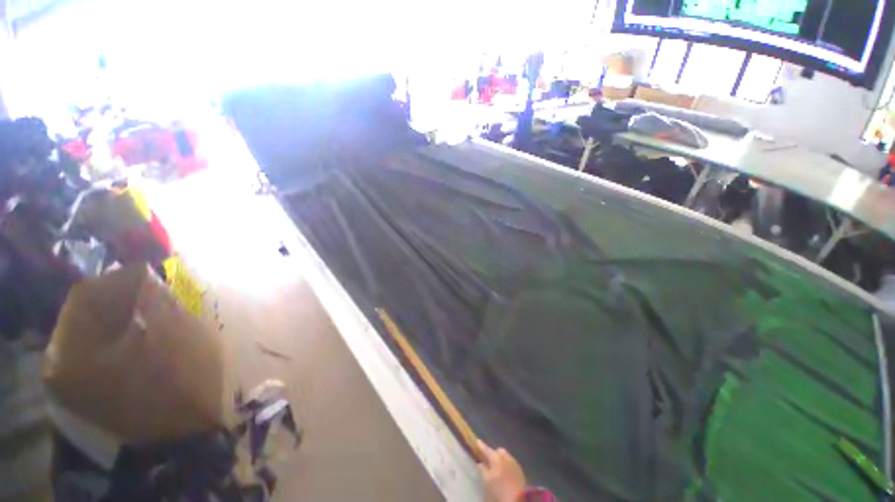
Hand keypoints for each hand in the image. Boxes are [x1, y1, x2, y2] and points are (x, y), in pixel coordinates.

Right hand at [477, 439, 526, 501]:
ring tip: (498, 468)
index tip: (477, 442)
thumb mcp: (487, 480)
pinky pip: (511, 463)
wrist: (516, 498)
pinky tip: (505, 473)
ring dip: (501, 459)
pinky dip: (507, 465)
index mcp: (496, 457)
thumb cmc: (499, 489)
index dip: (481, 445)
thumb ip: (482, 469)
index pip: (486, 449)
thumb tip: (480, 463)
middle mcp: (506, 456)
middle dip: (493, 454)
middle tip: (489, 462)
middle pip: (498, 451)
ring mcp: (514, 462)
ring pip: (505, 456)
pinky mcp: (520, 470)